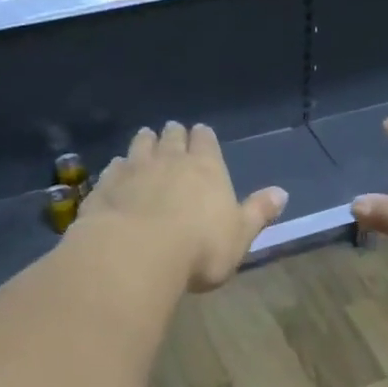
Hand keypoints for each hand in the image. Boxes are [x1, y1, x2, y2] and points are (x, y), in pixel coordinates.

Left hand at [78, 122, 287, 291]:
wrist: (137, 254)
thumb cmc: (200, 248)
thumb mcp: (240, 236)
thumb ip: (258, 213)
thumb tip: (282, 193)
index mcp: (207, 169)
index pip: (206, 141)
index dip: (204, 137)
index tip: (201, 133)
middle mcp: (170, 160)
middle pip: (171, 138)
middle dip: (174, 134)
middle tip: (172, 132)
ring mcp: (134, 170)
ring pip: (140, 145)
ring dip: (144, 142)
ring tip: (145, 139)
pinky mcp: (106, 186)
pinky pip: (113, 168)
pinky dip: (118, 166)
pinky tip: (117, 170)